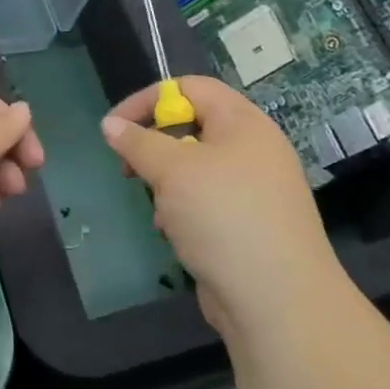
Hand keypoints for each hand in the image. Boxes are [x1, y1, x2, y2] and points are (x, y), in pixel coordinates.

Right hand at [101, 76, 335, 335]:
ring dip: (167, 182)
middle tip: (129, 168)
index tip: (115, 127)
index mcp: (243, 123)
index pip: (190, 87)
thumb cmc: (223, 217)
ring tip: (157, 207)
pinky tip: (173, 232)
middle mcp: (253, 149)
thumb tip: (110, 124)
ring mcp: (254, 189)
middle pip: (193, 126)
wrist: (278, 301)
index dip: (148, 100)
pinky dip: (183, 210)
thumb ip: (138, 142)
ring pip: (196, 168)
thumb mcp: (172, 170)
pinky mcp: (249, 225)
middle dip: (154, 145)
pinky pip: (206, 201)